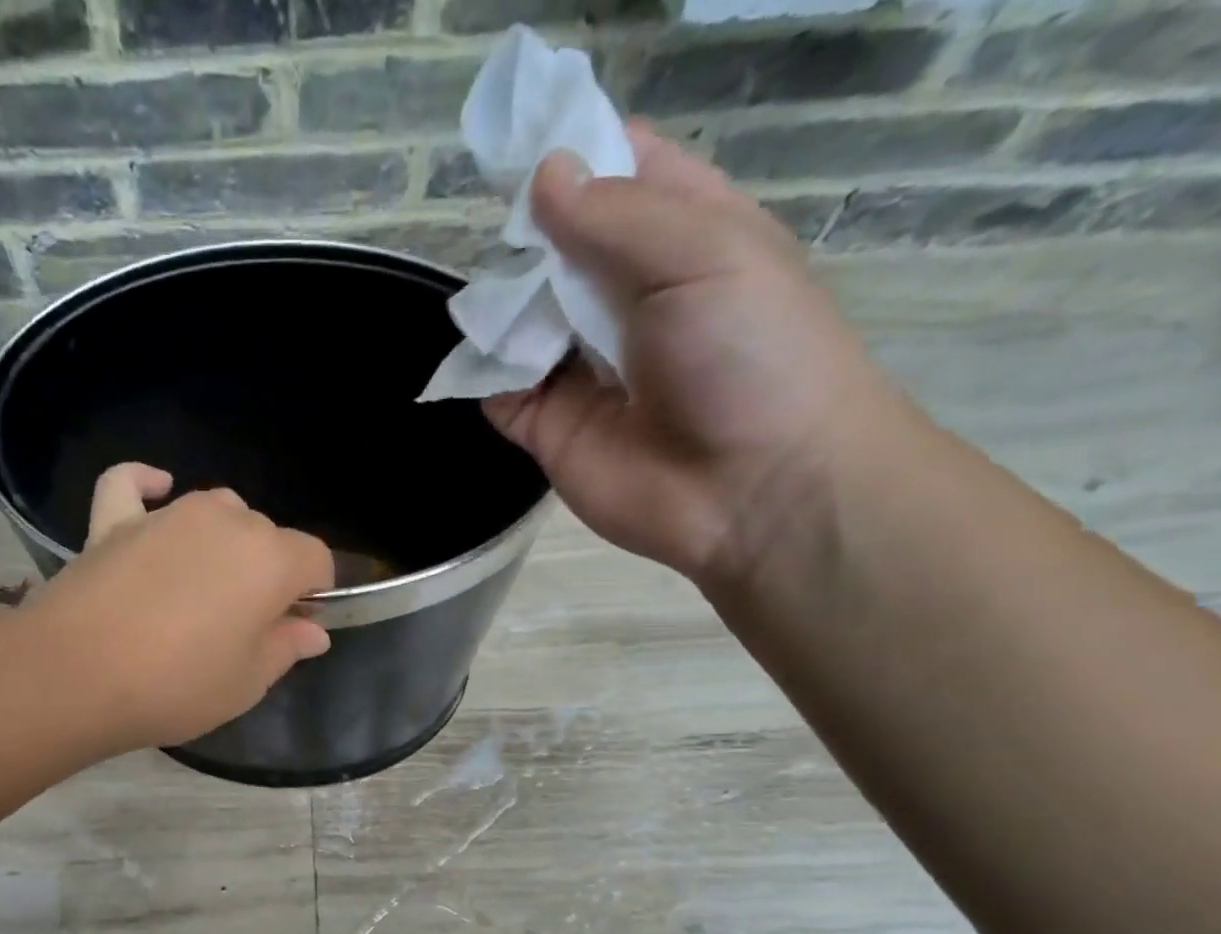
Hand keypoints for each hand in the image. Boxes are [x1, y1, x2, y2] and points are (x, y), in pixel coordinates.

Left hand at [26, 464, 334, 751]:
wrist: (74, 676)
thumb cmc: (176, 686)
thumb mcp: (246, 683)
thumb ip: (286, 648)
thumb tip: (313, 631)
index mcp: (270, 559)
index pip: (316, 559)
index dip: (312, 594)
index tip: (292, 629)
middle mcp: (226, 521)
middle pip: (266, 535)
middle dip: (267, 572)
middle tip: (241, 625)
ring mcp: (167, 514)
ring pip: (215, 510)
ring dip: (223, 541)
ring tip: (201, 587)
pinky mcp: (113, 521)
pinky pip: (130, 485)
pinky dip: (145, 485)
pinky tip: (156, 490)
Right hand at [485, 123, 910, 584]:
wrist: (752, 489)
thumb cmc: (751, 354)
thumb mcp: (701, 254)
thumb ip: (615, 216)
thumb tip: (542, 177)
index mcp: (679, 236)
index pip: (618, 172)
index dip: (573, 152)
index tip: (520, 145)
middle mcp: (624, 297)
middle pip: (556, 246)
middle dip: (524, 234)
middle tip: (498, 234)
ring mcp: (581, 367)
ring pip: (520, 318)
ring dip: (499, 304)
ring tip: (490, 297)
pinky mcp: (549, 428)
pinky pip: (499, 391)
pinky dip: (482, 374)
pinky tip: (479, 358)